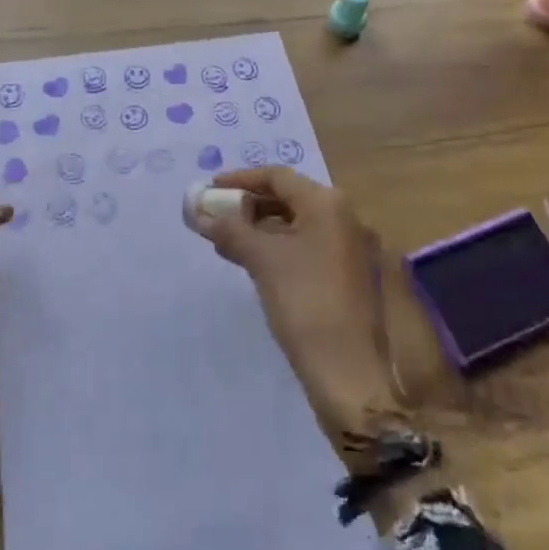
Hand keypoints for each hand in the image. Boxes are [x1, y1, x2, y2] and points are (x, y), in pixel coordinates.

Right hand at [190, 167, 410, 465]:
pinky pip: (306, 247)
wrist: (350, 373)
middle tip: (215, 217)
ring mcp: (349, 247)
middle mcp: (344, 217)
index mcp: (328, 203)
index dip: (240, 180)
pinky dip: (277, 248)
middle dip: (249, 206)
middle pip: (288, 198)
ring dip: (260, 229)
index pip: (278, 177)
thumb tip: (198, 210)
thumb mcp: (262, 260)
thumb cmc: (305, 302)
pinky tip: (252, 264)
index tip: (210, 189)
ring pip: (296, 225)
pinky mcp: (347, 275)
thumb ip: (229, 229)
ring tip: (225, 243)